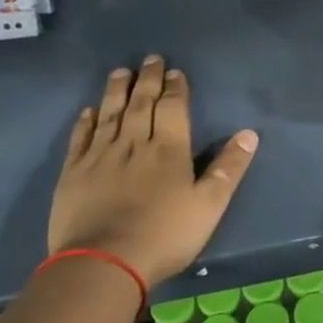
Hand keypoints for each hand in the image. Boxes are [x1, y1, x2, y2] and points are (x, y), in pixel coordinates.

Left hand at [46, 57, 258, 283]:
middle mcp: (134, 144)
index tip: (174, 71)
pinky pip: (81, 138)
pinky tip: (89, 110)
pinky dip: (86, 121)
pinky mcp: (73, 173)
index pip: (173, 108)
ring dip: (117, 91)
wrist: (103, 264)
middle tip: (149, 59)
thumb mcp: (209, 205)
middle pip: (141, 104)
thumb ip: (228, 169)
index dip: (175, 88)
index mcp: (169, 150)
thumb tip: (249, 134)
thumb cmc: (165, 235)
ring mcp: (100, 157)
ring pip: (110, 114)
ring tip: (120, 72)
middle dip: (147, 80)